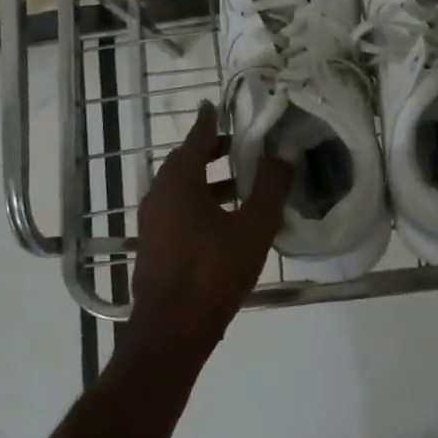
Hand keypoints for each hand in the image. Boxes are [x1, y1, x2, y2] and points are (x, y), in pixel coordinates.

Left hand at [122, 103, 290, 366]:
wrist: (170, 333)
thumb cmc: (212, 273)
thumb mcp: (253, 228)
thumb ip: (271, 187)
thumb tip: (284, 153)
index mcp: (178, 183)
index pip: (195, 139)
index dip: (208, 122)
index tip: (215, 105)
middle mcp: (159, 197)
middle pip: (185, 163)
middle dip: (212, 151)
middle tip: (240, 144)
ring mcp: (153, 223)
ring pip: (182, 189)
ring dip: (210, 180)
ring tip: (242, 183)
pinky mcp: (155, 246)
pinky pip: (179, 210)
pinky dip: (201, 202)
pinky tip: (226, 220)